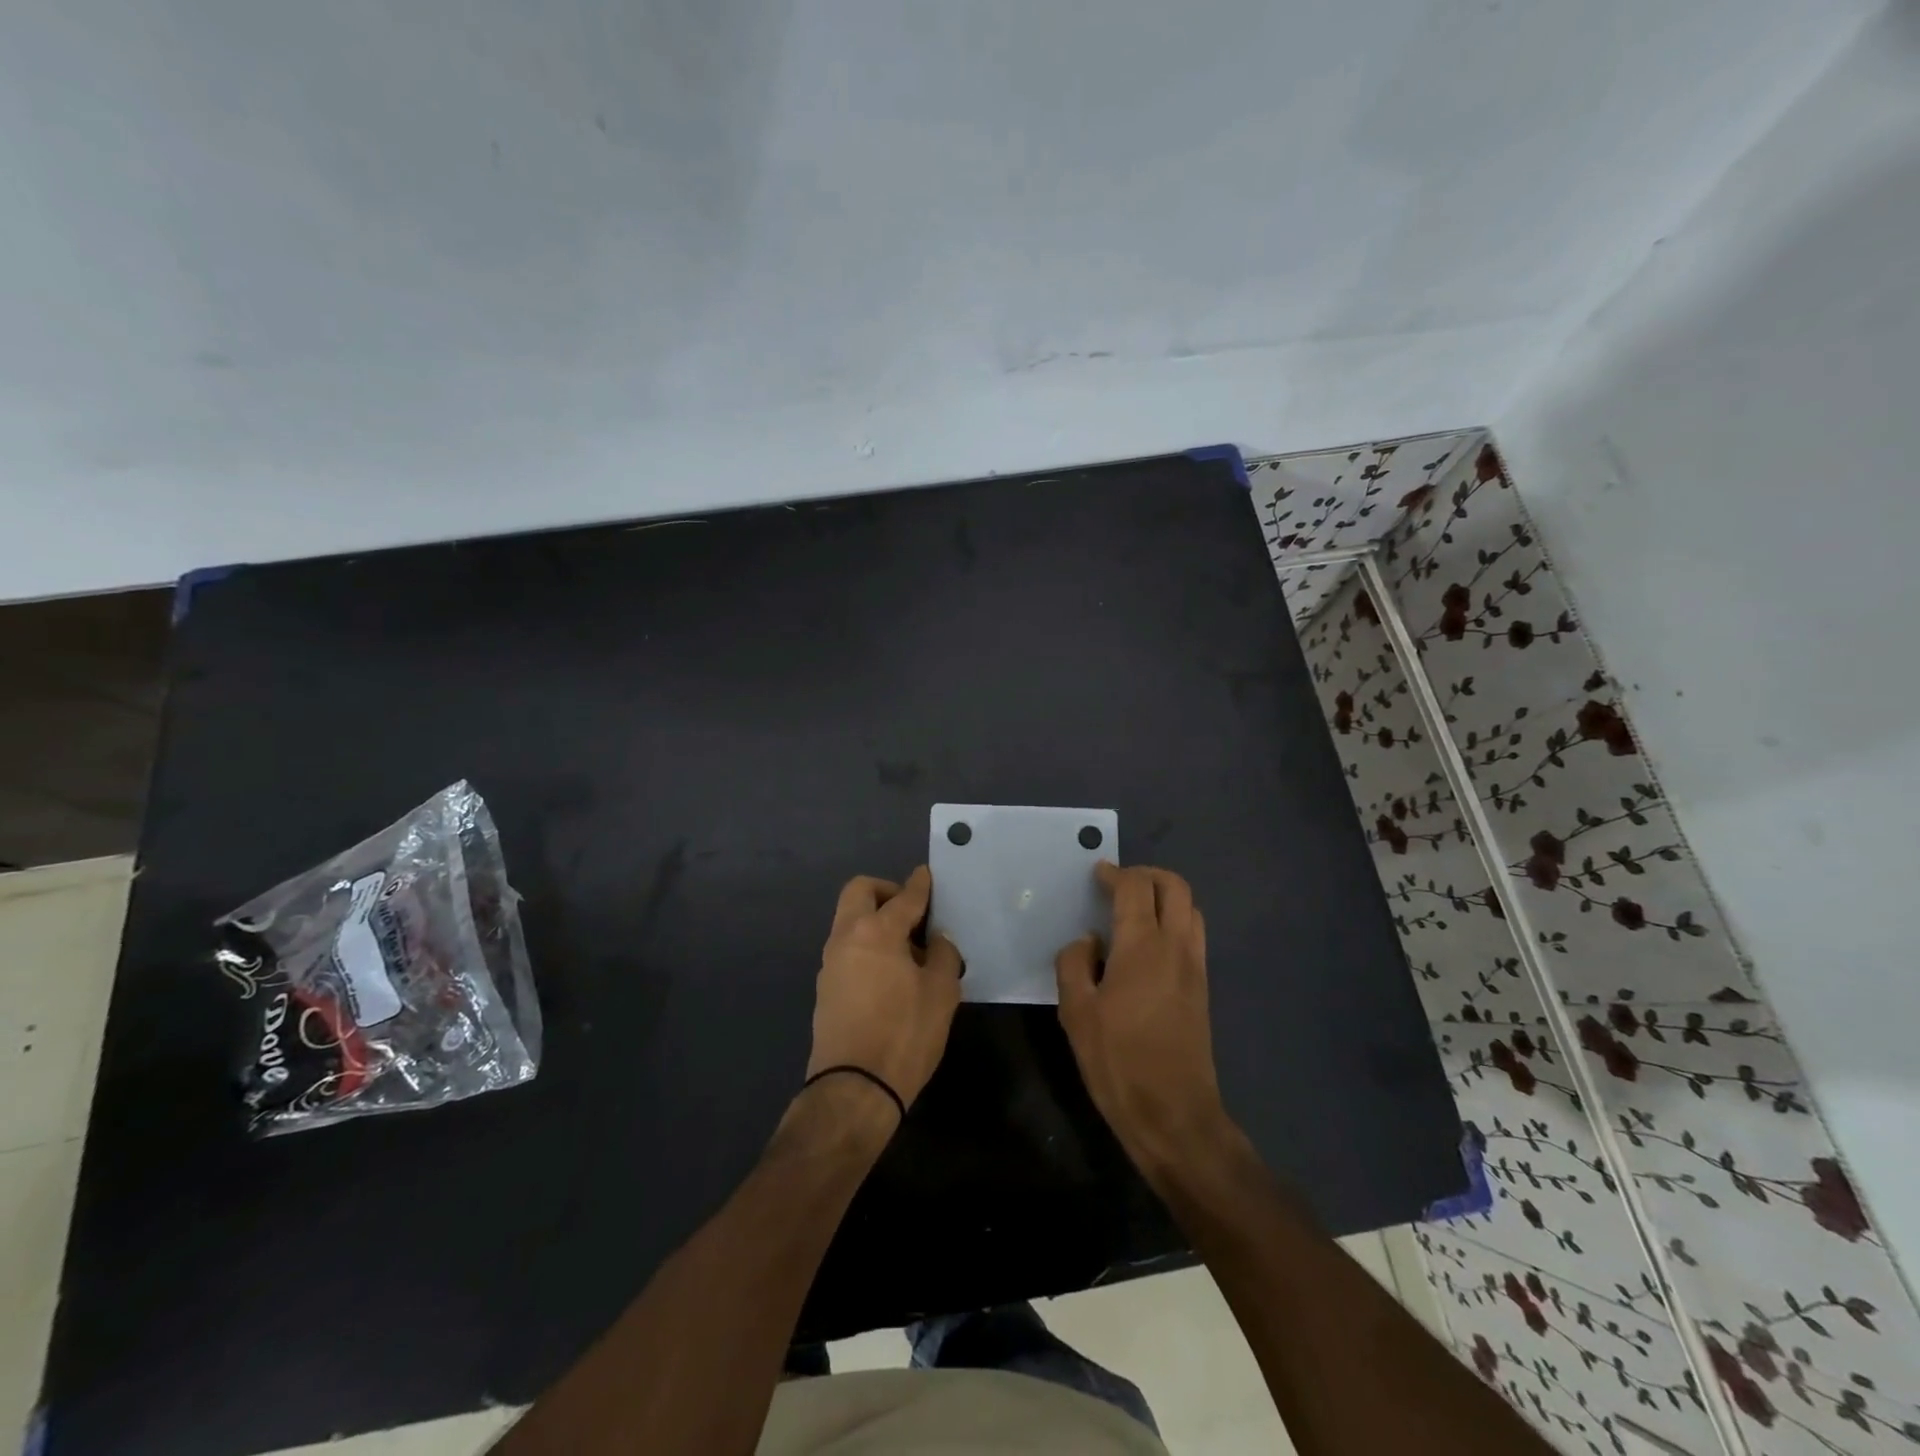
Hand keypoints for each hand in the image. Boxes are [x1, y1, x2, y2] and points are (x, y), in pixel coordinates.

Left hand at [807, 866, 962, 1115]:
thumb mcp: (941, 992)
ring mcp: (831, 962)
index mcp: (877, 931)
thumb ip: (942, 955)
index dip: (920, 884)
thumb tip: (935, 940)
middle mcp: (847, 937)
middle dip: (886, 891)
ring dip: (874, 919)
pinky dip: (867, 944)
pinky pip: (847, 947)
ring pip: (849, 920)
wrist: (854, 1089)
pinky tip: (890, 972)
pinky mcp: (826, 987)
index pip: (904, 897)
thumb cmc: (905, 1034)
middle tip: (912, 911)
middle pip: (860, 892)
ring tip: (907, 948)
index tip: (928, 876)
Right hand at [1056, 862, 1230, 1178]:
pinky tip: (1148, 944)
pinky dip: (1175, 920)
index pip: (1135, 887)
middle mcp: (1176, 946)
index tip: (1097, 874)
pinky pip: (1194, 934)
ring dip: (1165, 896)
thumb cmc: (1118, 1061)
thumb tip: (1089, 942)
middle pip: (1174, 886)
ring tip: (1135, 910)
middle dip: (1147, 874)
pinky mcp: (1203, 987)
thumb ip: (1074, 964)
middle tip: (1119, 883)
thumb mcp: (1076, 1012)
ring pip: (1190, 908)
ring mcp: (1195, 966)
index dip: (1115, 873)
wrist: (1174, 1113)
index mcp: (1142, 946)